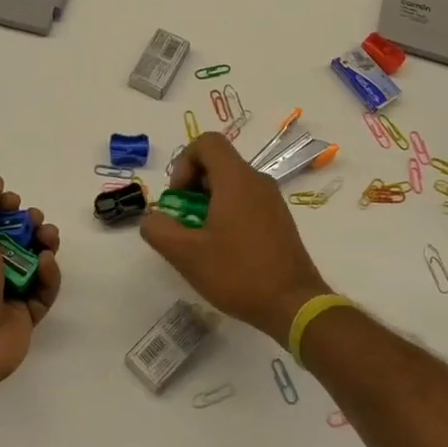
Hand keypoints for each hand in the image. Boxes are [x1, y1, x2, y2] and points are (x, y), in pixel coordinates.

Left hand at [0, 177, 61, 387]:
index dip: (1, 207)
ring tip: (48, 239)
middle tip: (37, 221)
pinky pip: (43, 290)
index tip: (14, 202)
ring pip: (31, 263)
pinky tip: (45, 266)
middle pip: (11, 240)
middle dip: (28, 224)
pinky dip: (48, 275)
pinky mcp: (24, 316)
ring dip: (44, 245)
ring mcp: (1, 296)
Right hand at [138, 133, 327, 343]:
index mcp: (236, 179)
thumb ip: (159, 230)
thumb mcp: (187, 255)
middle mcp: (257, 180)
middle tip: (184, 222)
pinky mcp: (279, 219)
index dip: (184, 162)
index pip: (206, 142)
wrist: (293, 304)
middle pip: (218, 163)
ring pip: (232, 184)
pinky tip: (223, 250)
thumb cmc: (238, 273)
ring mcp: (272, 200)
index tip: (179, 197)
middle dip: (192, 187)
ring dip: (208, 203)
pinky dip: (227, 213)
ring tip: (201, 240)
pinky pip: (246, 201)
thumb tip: (153, 218)